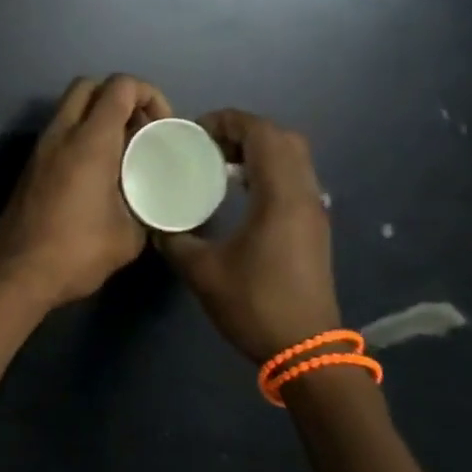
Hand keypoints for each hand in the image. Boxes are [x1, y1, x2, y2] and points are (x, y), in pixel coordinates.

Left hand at [0, 75, 170, 308]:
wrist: (16, 273)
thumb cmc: (76, 251)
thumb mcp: (129, 235)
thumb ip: (147, 206)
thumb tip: (153, 200)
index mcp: (90, 140)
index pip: (121, 86)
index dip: (150, 95)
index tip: (162, 128)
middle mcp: (62, 133)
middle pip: (89, 85)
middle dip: (120, 97)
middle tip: (140, 131)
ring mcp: (41, 148)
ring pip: (70, 107)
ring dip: (98, 116)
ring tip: (123, 153)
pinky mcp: (31, 165)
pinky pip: (60, 131)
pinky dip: (82, 135)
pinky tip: (98, 172)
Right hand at [158, 110, 341, 361]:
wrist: (306, 350)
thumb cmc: (255, 305)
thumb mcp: (202, 271)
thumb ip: (174, 239)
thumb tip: (157, 222)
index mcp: (280, 196)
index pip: (262, 133)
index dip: (228, 121)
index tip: (195, 133)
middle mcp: (304, 194)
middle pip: (282, 138)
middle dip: (243, 130)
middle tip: (208, 145)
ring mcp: (314, 210)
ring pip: (293, 157)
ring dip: (258, 149)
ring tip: (219, 164)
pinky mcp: (313, 226)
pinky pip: (294, 178)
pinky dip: (268, 169)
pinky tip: (240, 192)